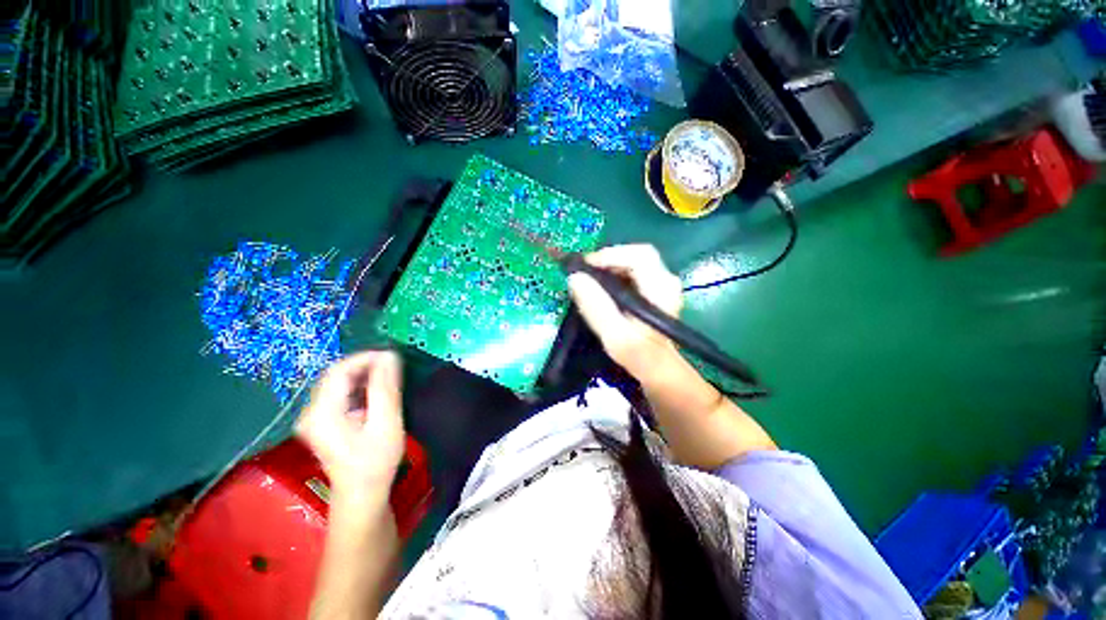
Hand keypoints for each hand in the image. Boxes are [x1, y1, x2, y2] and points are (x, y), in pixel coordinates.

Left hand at [296, 351, 404, 497]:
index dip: (366, 358)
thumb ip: (385, 388)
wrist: (362, 495)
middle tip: (394, 366)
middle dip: (366, 365)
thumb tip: (389, 356)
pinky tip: (377, 391)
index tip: (393, 357)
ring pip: (338, 382)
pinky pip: (340, 393)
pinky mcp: (323, 421)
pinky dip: (359, 385)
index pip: (339, 370)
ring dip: (364, 374)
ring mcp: (315, 417)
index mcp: (322, 413)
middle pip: (336, 374)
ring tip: (390, 376)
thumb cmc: (375, 462)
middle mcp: (311, 411)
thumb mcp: (385, 423)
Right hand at [567, 244, 683, 379]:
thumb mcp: (615, 336)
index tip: (584, 268)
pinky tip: (600, 289)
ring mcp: (659, 283)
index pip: (638, 255)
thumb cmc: (638, 355)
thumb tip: (575, 278)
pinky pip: (629, 272)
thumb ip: (597, 307)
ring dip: (607, 268)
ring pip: (630, 263)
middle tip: (583, 274)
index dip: (610, 256)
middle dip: (606, 261)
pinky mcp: (651, 289)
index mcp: (661, 287)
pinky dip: (612, 276)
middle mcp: (665, 279)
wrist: (656, 367)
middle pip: (633, 256)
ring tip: (588, 282)